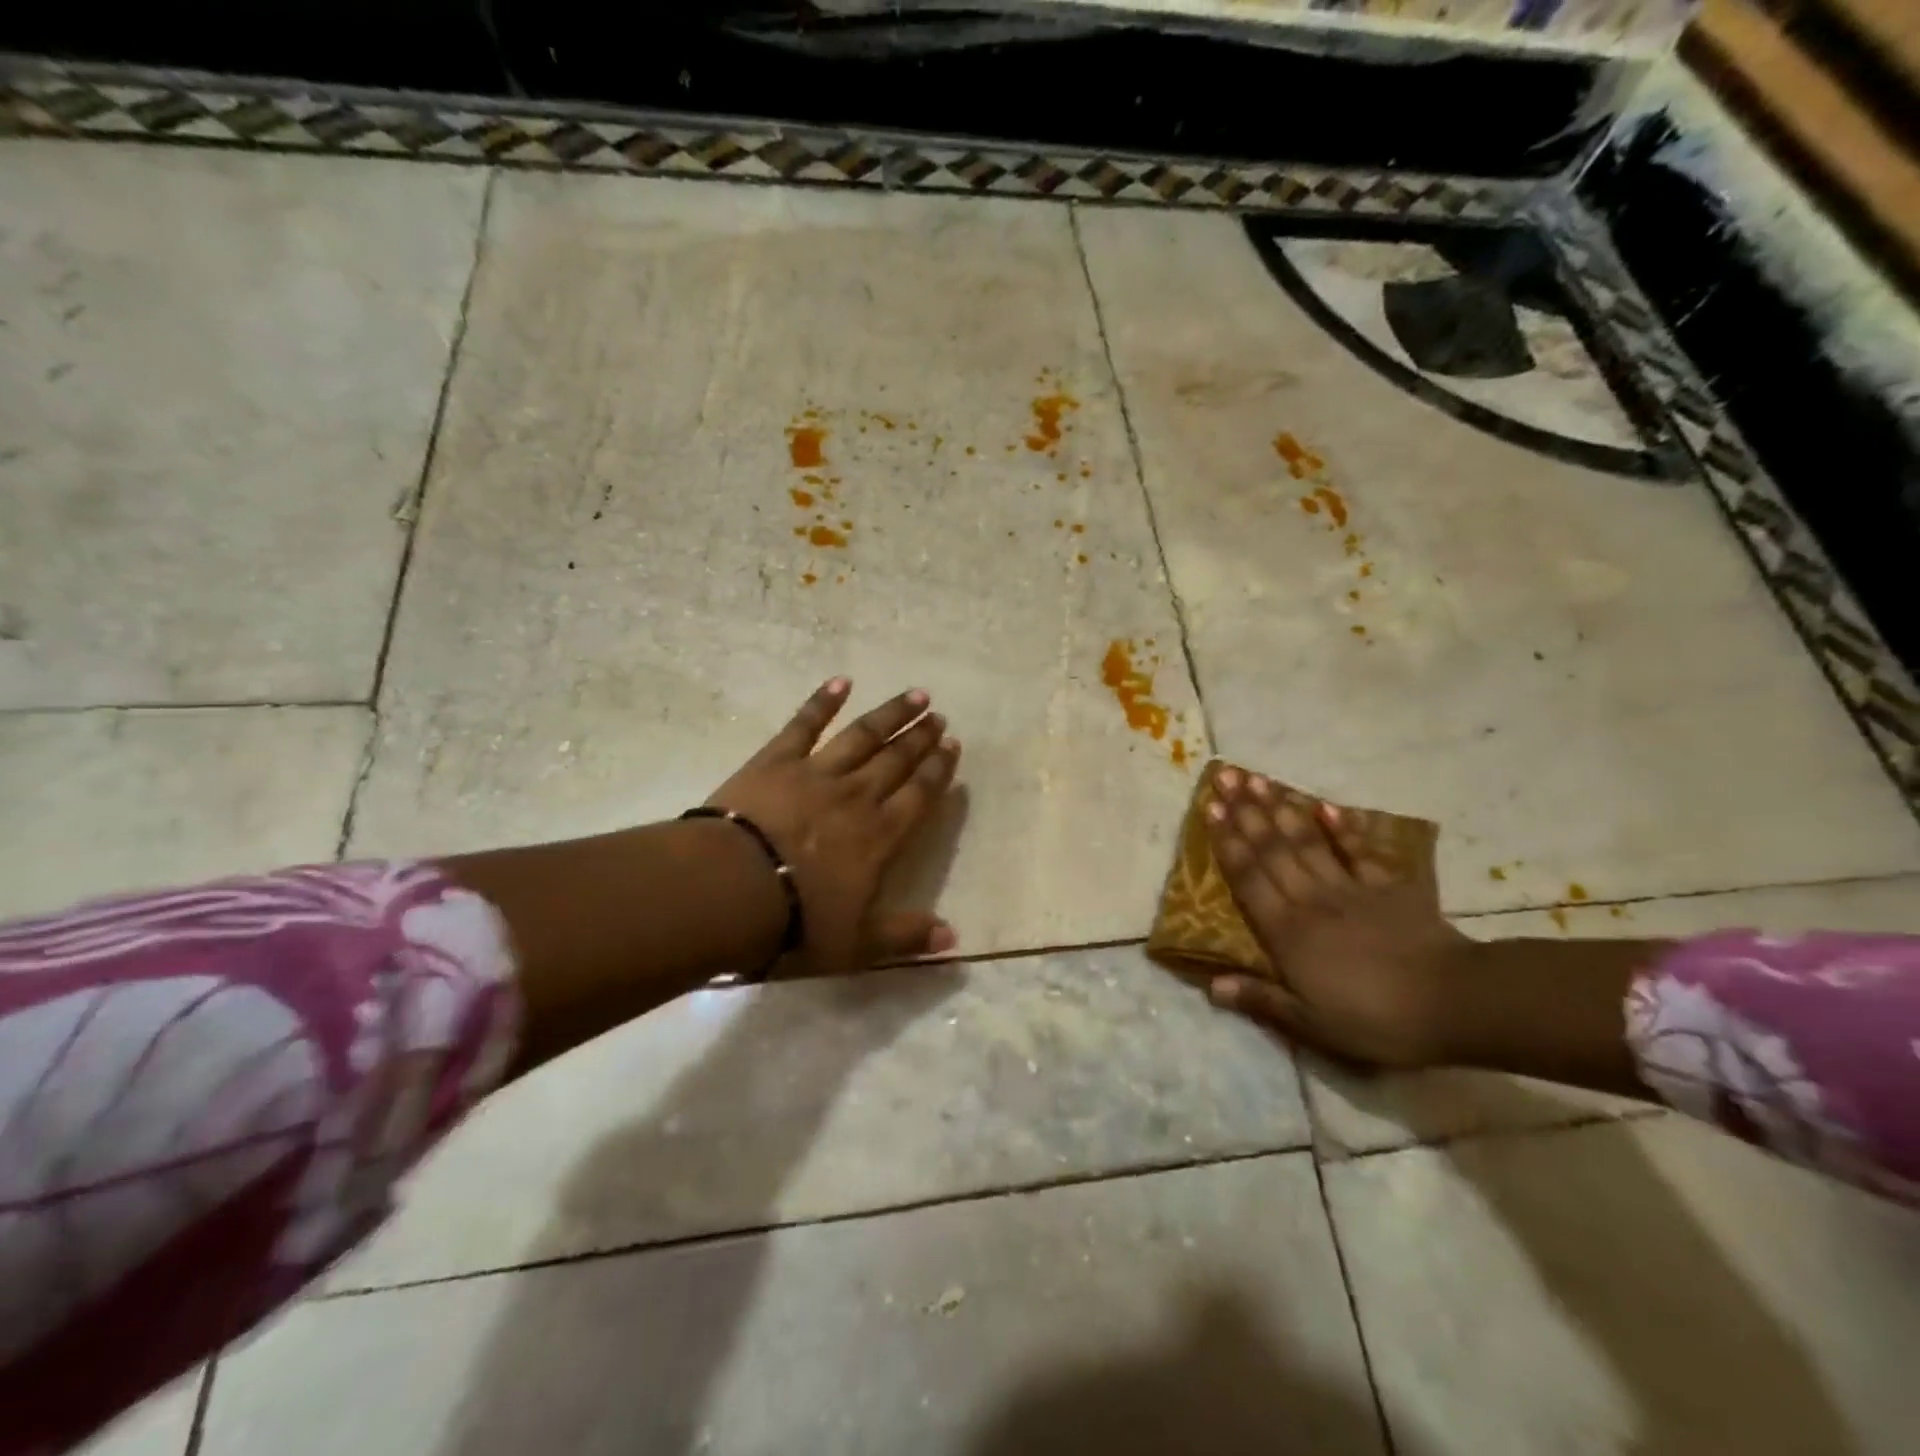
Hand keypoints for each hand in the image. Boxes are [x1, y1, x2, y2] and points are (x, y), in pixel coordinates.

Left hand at [707, 678, 961, 974]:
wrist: (731, 890)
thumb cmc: (797, 922)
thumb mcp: (857, 945)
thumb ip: (905, 937)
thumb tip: (952, 937)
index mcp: (880, 836)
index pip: (919, 796)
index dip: (938, 771)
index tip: (952, 747)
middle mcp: (857, 796)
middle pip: (896, 759)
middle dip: (919, 737)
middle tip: (939, 716)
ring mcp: (816, 773)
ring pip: (862, 736)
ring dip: (890, 714)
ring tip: (915, 695)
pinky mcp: (776, 760)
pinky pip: (804, 725)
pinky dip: (822, 701)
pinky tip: (840, 681)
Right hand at [1202, 770, 1469, 1067]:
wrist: (1455, 1002)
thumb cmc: (1376, 1019)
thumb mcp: (1312, 1024)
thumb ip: (1261, 998)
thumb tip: (1211, 984)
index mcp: (1287, 932)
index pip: (1248, 878)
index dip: (1227, 842)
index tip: (1211, 808)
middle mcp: (1311, 899)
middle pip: (1272, 849)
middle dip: (1246, 811)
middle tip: (1225, 776)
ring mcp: (1350, 888)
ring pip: (1306, 841)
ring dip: (1281, 809)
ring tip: (1259, 779)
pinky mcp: (1388, 887)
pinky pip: (1359, 851)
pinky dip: (1343, 828)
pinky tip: (1325, 807)